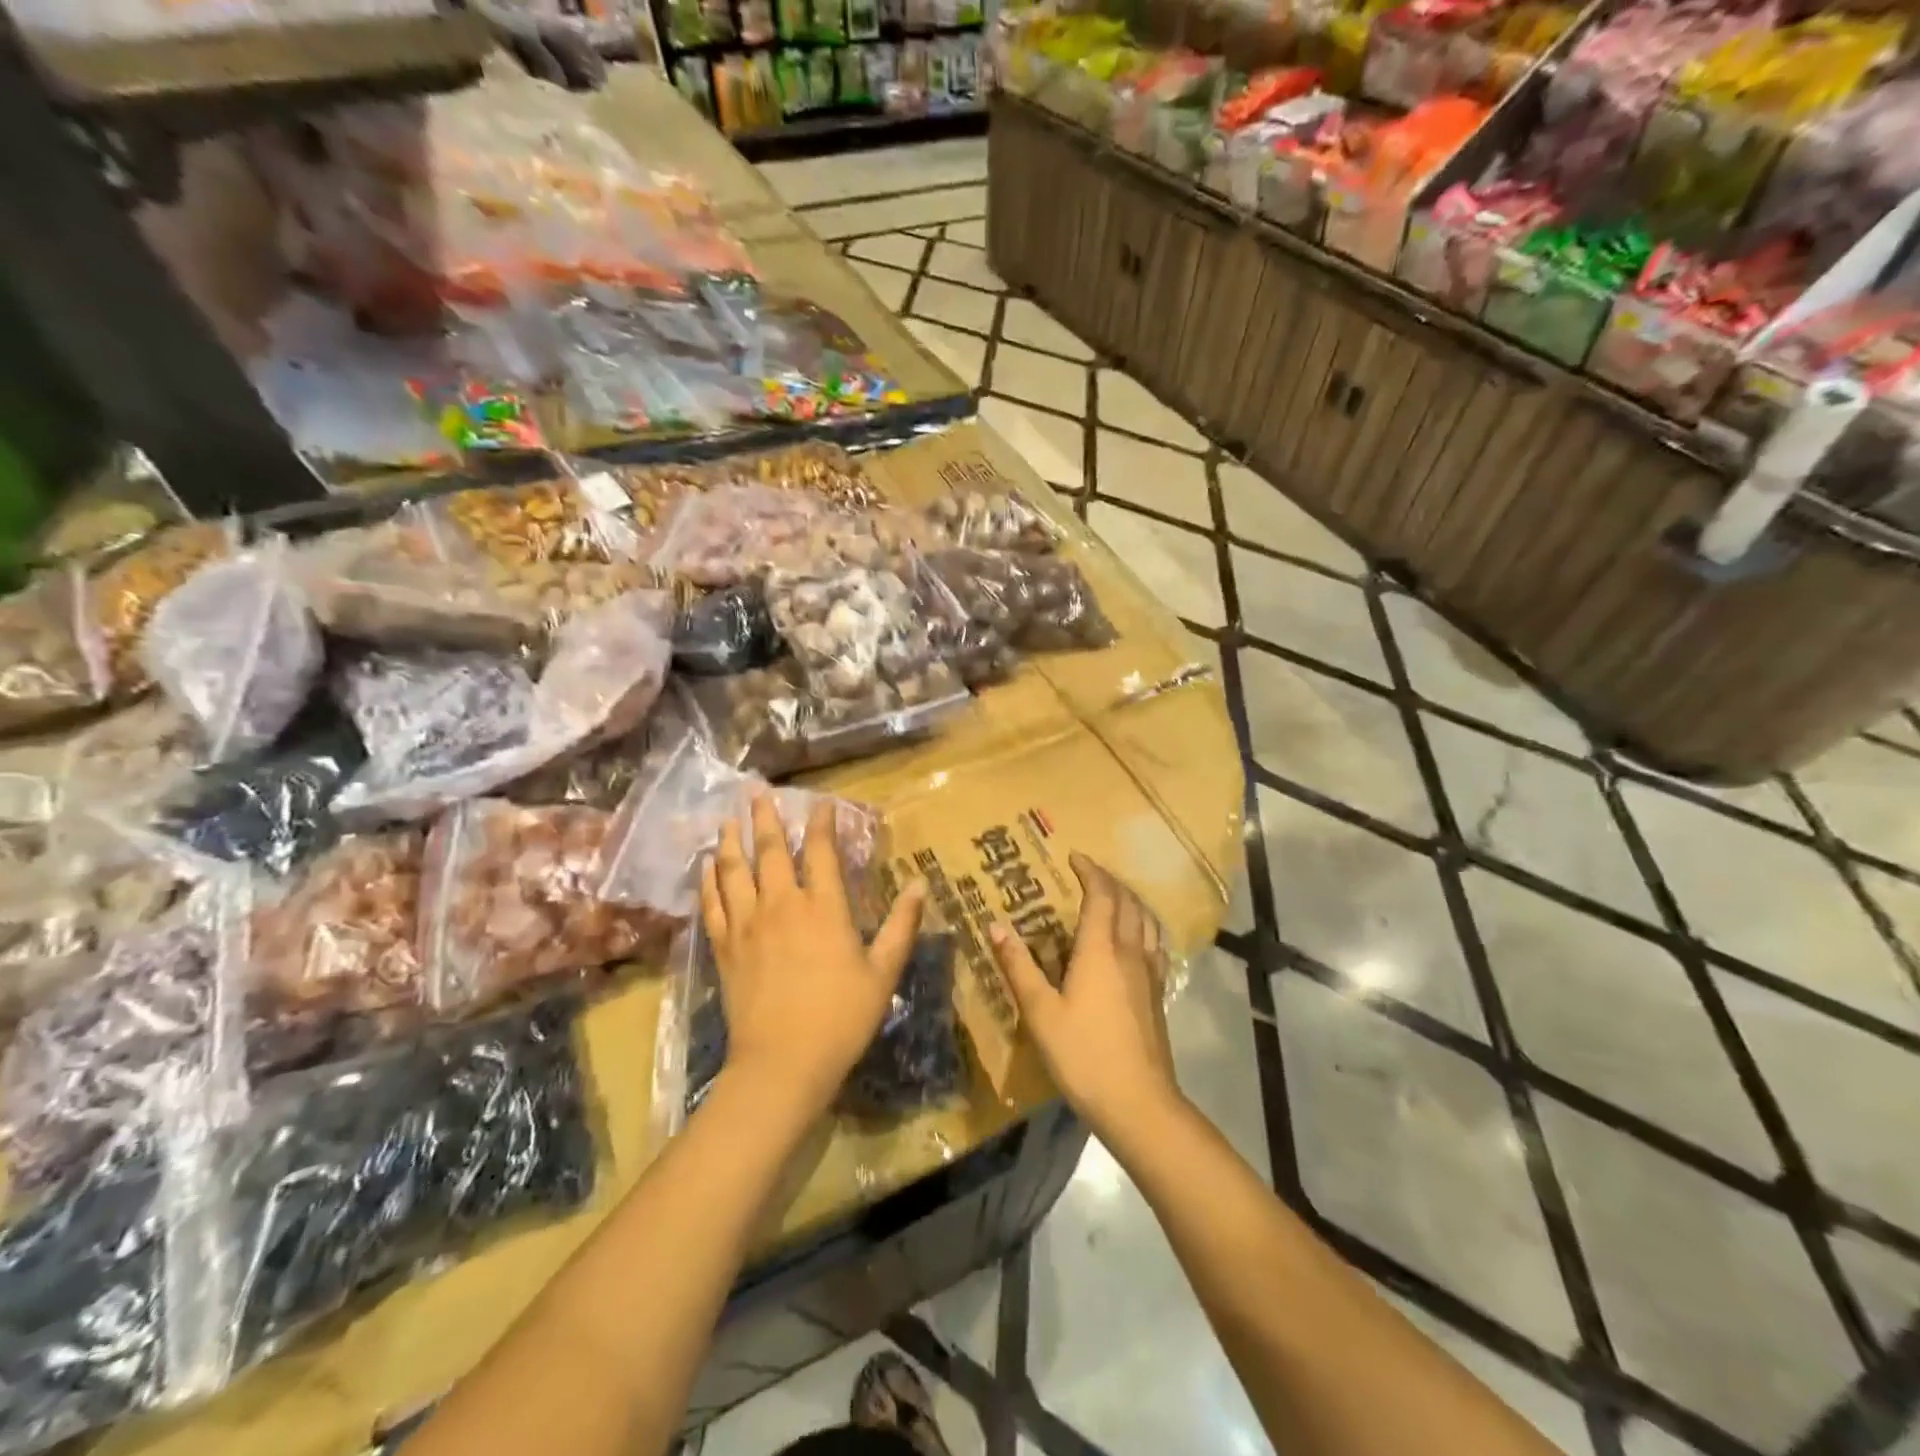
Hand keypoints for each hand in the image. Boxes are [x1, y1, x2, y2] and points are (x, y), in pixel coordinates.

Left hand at [702, 791, 925, 1116]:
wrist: (783, 1063)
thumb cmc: (842, 1018)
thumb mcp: (883, 972)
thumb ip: (902, 925)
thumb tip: (921, 883)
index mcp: (824, 908)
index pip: (822, 851)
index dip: (822, 823)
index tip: (821, 802)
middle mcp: (782, 905)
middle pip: (771, 850)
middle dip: (766, 818)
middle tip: (757, 791)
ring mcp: (747, 925)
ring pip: (735, 870)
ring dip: (732, 840)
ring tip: (729, 818)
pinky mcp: (725, 947)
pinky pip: (712, 903)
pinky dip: (708, 880)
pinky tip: (706, 865)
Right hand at [990, 853, 1179, 1140]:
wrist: (1139, 1103)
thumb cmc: (1083, 1054)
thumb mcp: (1040, 1012)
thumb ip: (1018, 966)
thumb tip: (995, 926)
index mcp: (1100, 950)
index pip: (1101, 895)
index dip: (1090, 871)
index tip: (1075, 856)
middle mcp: (1130, 952)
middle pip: (1127, 902)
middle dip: (1109, 881)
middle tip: (1089, 873)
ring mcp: (1150, 973)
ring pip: (1147, 921)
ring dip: (1130, 900)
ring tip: (1113, 897)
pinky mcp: (1158, 994)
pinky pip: (1155, 944)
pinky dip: (1144, 927)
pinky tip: (1135, 941)